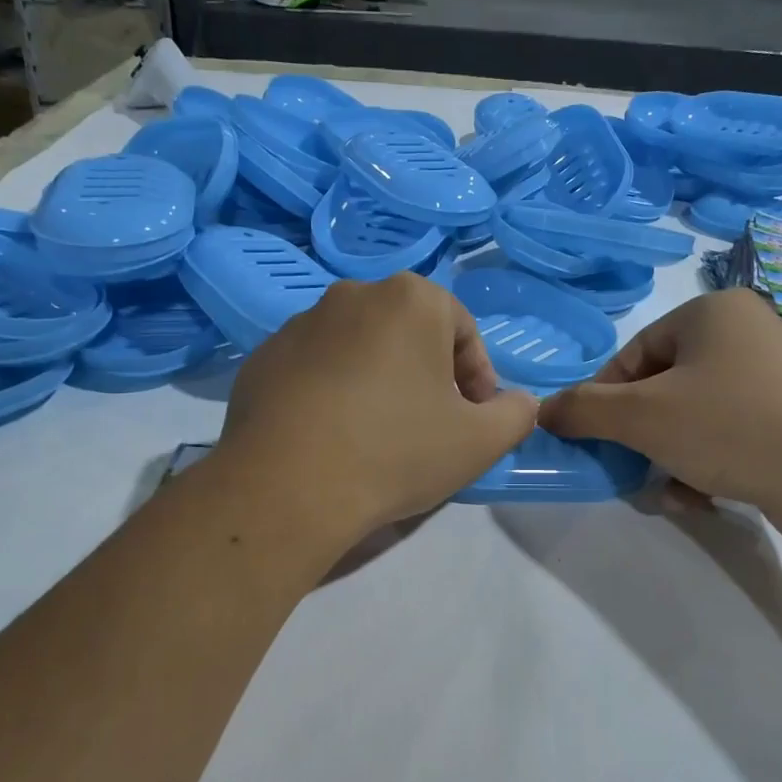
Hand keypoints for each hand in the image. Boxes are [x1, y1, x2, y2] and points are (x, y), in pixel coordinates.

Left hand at [216, 273, 538, 545]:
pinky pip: (316, 369)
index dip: (478, 377)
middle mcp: (353, 294)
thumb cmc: (396, 452)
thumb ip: (516, 414)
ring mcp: (300, 324)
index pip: (463, 330)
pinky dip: (333, 392)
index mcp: (411, 299)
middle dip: (429, 375)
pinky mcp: (262, 358)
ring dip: (380, 381)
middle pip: (410, 334)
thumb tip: (519, 403)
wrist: (287, 487)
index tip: (474, 420)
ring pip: (360, 349)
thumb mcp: (480, 442)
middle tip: (431, 426)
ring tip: (378, 435)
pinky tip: (333, 438)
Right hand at [538, 289, 781, 542]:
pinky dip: (707, 464)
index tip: (595, 439)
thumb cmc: (729, 426)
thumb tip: (543, 411)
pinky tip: (703, 498)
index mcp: (711, 313)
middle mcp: (746, 333)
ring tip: (672, 493)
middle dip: (642, 437)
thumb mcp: (641, 417)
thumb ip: (584, 410)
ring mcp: (775, 376)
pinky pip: (729, 434)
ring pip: (694, 416)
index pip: (633, 353)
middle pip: (663, 387)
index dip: (604, 399)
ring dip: (671, 457)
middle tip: (631, 469)